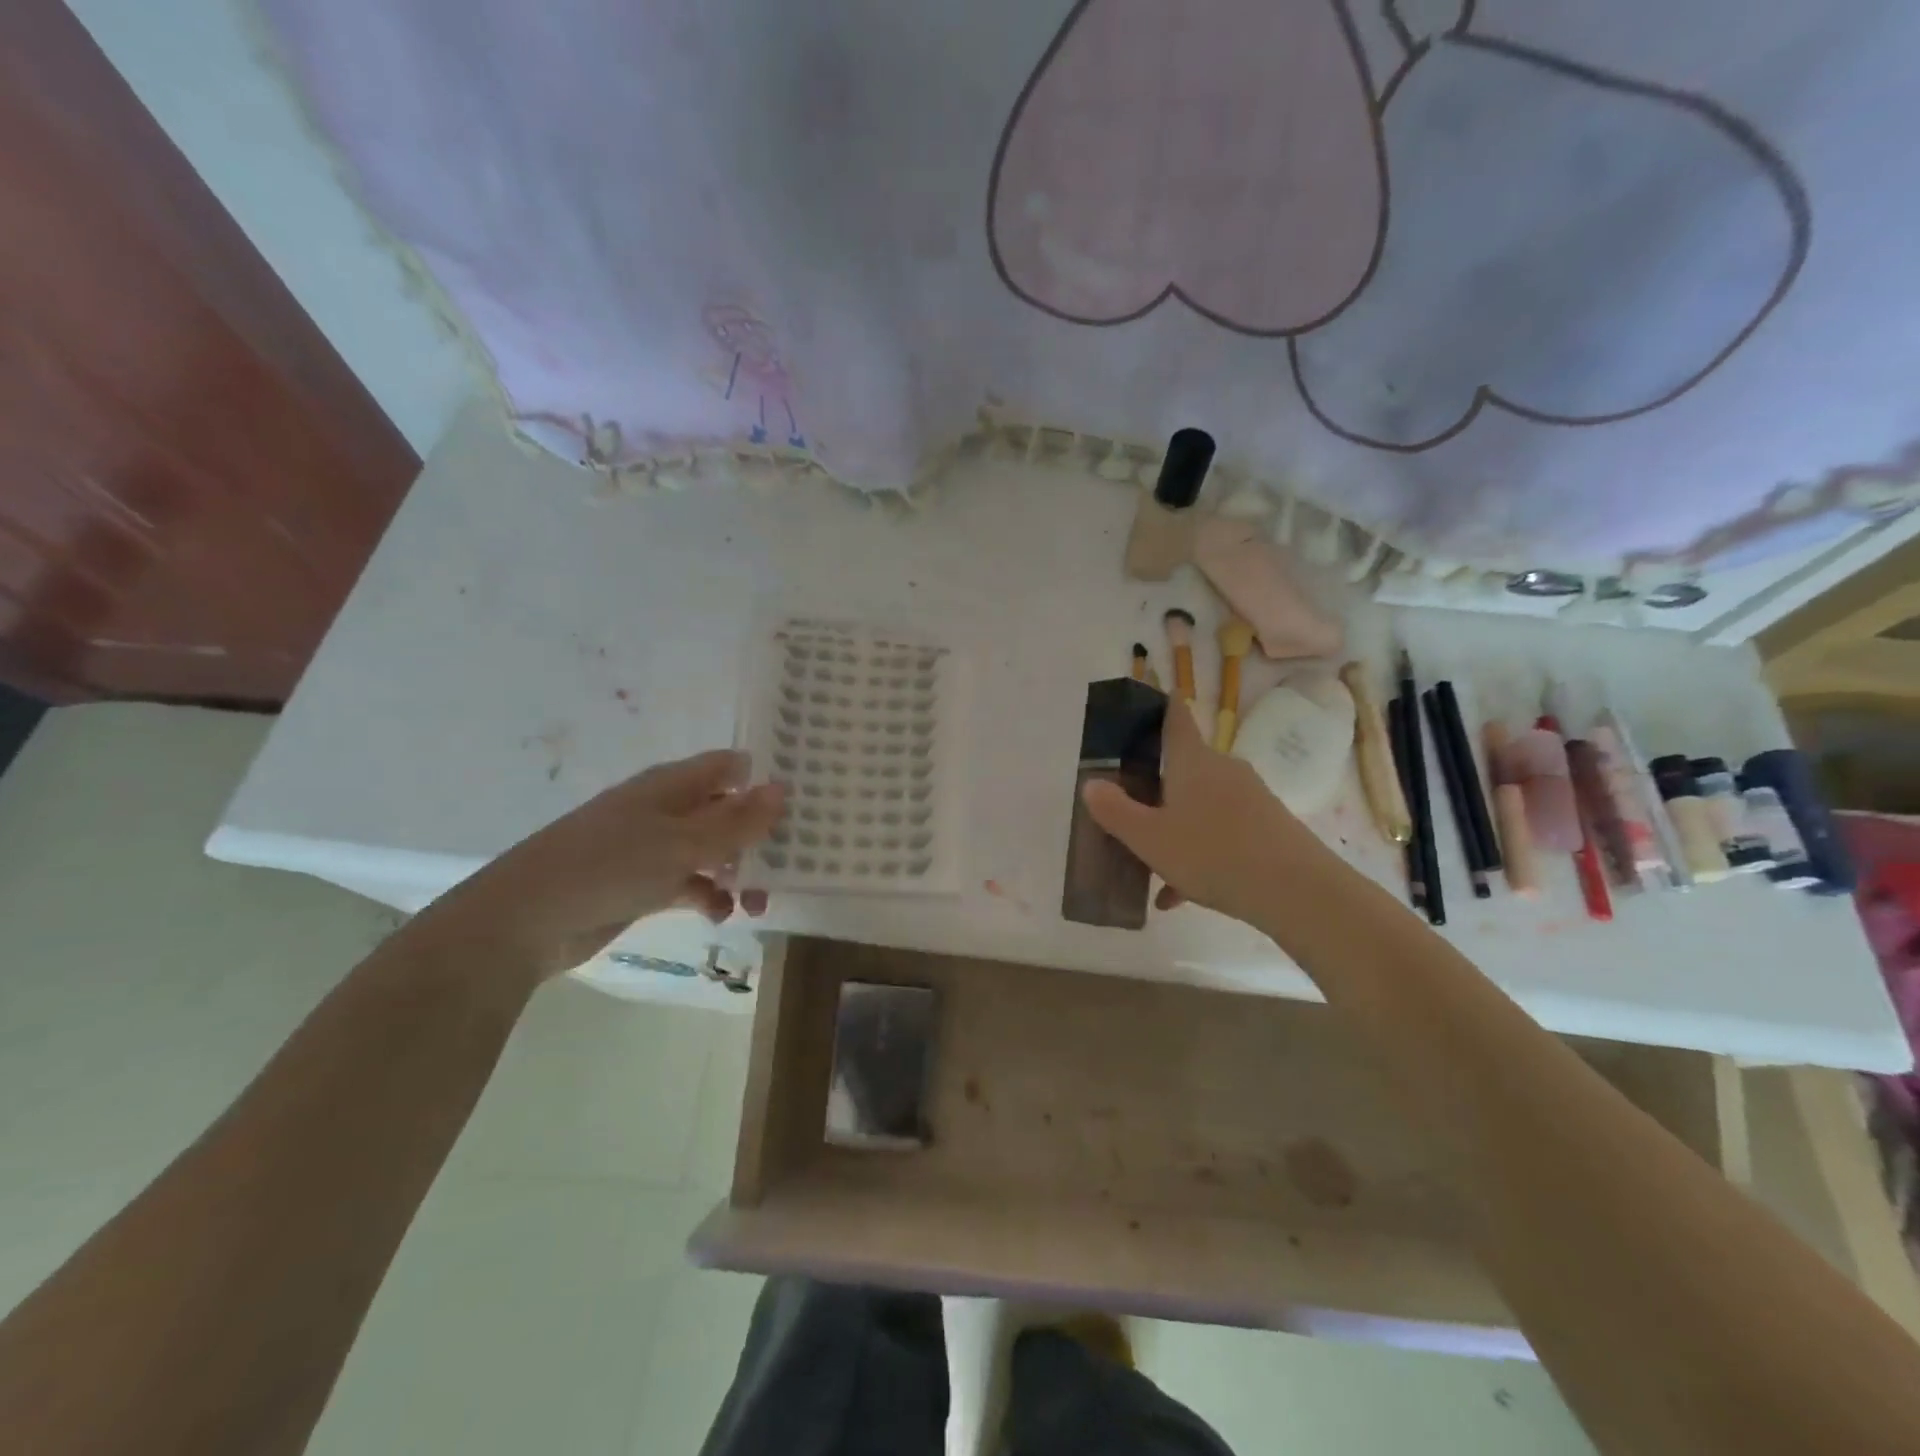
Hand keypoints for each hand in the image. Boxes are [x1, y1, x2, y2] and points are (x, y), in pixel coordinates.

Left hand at [419, 749, 785, 980]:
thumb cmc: (609, 866)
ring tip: (759, 902)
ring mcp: (651, 847)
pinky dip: (708, 896)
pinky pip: (688, 883)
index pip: (728, 766)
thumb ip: (736, 821)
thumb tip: (782, 789)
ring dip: (737, 871)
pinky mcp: (641, 884)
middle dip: (756, 834)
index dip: (763, 779)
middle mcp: (665, 809)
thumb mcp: (682, 843)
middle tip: (792, 860)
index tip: (801, 803)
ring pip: (710, 851)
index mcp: (672, 785)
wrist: (524, 921)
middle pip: (724, 810)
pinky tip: (719, 915)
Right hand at [1082, 698, 1313, 926]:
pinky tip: (1181, 895)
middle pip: (1183, 767)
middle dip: (1156, 786)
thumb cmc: (1212, 853)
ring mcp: (1250, 797)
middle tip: (1130, 809)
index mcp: (1192, 761)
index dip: (1161, 705)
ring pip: (1200, 806)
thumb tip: (1092, 784)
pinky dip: (1199, 853)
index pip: (1176, 717)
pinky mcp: (1268, 826)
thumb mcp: (1149, 838)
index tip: (1151, 697)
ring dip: (1175, 829)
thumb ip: (1116, 811)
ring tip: (1152, 870)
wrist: (1297, 891)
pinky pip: (1222, 832)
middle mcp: (1223, 769)